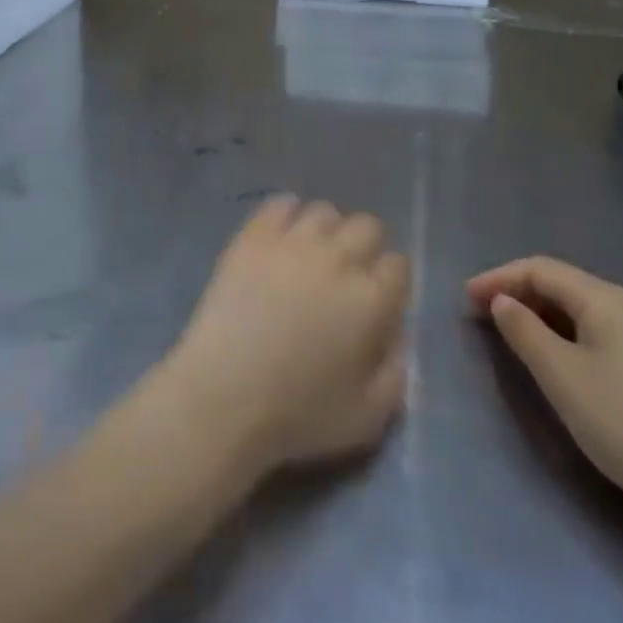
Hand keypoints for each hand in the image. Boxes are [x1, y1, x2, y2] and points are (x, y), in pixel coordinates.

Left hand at [160, 197, 409, 476]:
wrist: (224, 395)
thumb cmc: (298, 415)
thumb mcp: (367, 418)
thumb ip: (395, 374)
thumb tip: (399, 338)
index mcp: (370, 300)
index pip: (398, 265)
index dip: (390, 281)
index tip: (378, 299)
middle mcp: (338, 259)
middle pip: (367, 226)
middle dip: (365, 247)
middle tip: (347, 275)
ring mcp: (293, 241)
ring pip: (324, 211)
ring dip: (326, 231)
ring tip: (311, 256)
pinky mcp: (254, 235)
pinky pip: (280, 204)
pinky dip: (286, 215)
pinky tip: (281, 239)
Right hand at [466, 257, 622, 514]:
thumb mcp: (560, 375)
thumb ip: (524, 331)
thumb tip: (503, 302)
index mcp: (604, 298)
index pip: (540, 269)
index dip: (499, 278)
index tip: (465, 297)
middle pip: (561, 284)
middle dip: (518, 292)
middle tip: (481, 313)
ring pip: (579, 310)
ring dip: (540, 314)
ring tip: (510, 333)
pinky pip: (595, 332)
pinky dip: (564, 333)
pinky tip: (555, 357)